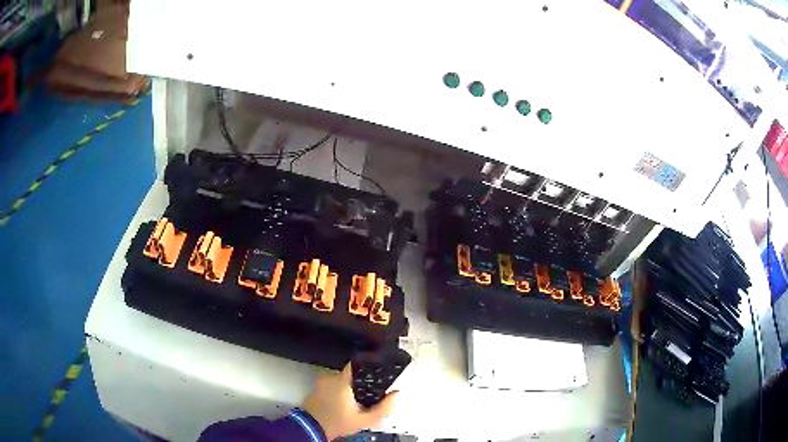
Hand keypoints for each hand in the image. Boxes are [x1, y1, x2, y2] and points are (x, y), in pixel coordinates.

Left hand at [302, 363, 397, 440]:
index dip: (369, 365)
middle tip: (369, 391)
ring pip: (342, 379)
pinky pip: (332, 383)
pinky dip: (339, 389)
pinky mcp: (317, 387)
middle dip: (361, 381)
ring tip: (358, 397)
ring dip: (350, 386)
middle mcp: (330, 377)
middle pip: (351, 373)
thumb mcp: (365, 420)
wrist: (313, 428)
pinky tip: (345, 400)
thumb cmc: (339, 422)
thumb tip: (396, 394)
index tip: (379, 370)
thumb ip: (383, 408)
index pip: (357, 364)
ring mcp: (322, 381)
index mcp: (342, 381)